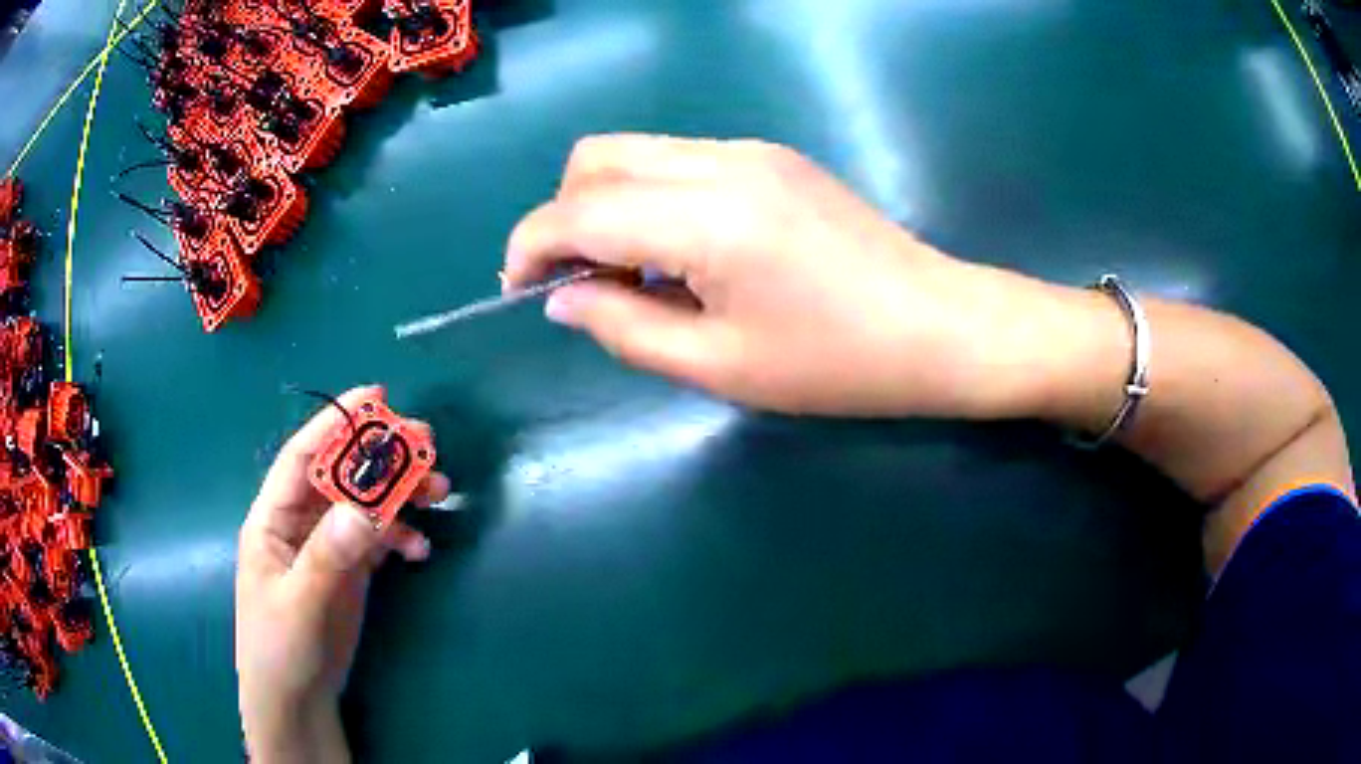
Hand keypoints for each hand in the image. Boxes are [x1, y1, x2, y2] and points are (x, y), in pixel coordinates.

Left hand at [235, 386, 450, 762]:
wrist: (297, 700)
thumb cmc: (280, 649)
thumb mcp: (300, 603)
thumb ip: (328, 555)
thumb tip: (365, 507)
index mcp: (273, 518)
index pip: (303, 457)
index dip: (335, 423)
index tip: (377, 397)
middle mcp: (301, 522)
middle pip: (342, 475)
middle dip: (381, 455)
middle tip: (426, 443)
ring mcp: (327, 546)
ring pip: (366, 503)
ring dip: (400, 494)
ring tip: (438, 491)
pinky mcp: (349, 570)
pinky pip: (379, 539)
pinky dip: (401, 536)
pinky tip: (420, 550)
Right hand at [504, 134, 1041, 416]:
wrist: (939, 326)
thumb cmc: (837, 365)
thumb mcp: (720, 367)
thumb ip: (625, 328)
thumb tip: (563, 299)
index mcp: (705, 218)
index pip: (577, 211)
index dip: (531, 248)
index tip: (518, 291)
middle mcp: (720, 161)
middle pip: (596, 157)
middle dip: (562, 216)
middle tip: (580, 284)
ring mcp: (751, 151)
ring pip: (636, 152)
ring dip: (606, 205)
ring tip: (632, 276)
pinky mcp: (772, 157)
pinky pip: (679, 161)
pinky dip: (650, 198)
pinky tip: (680, 252)